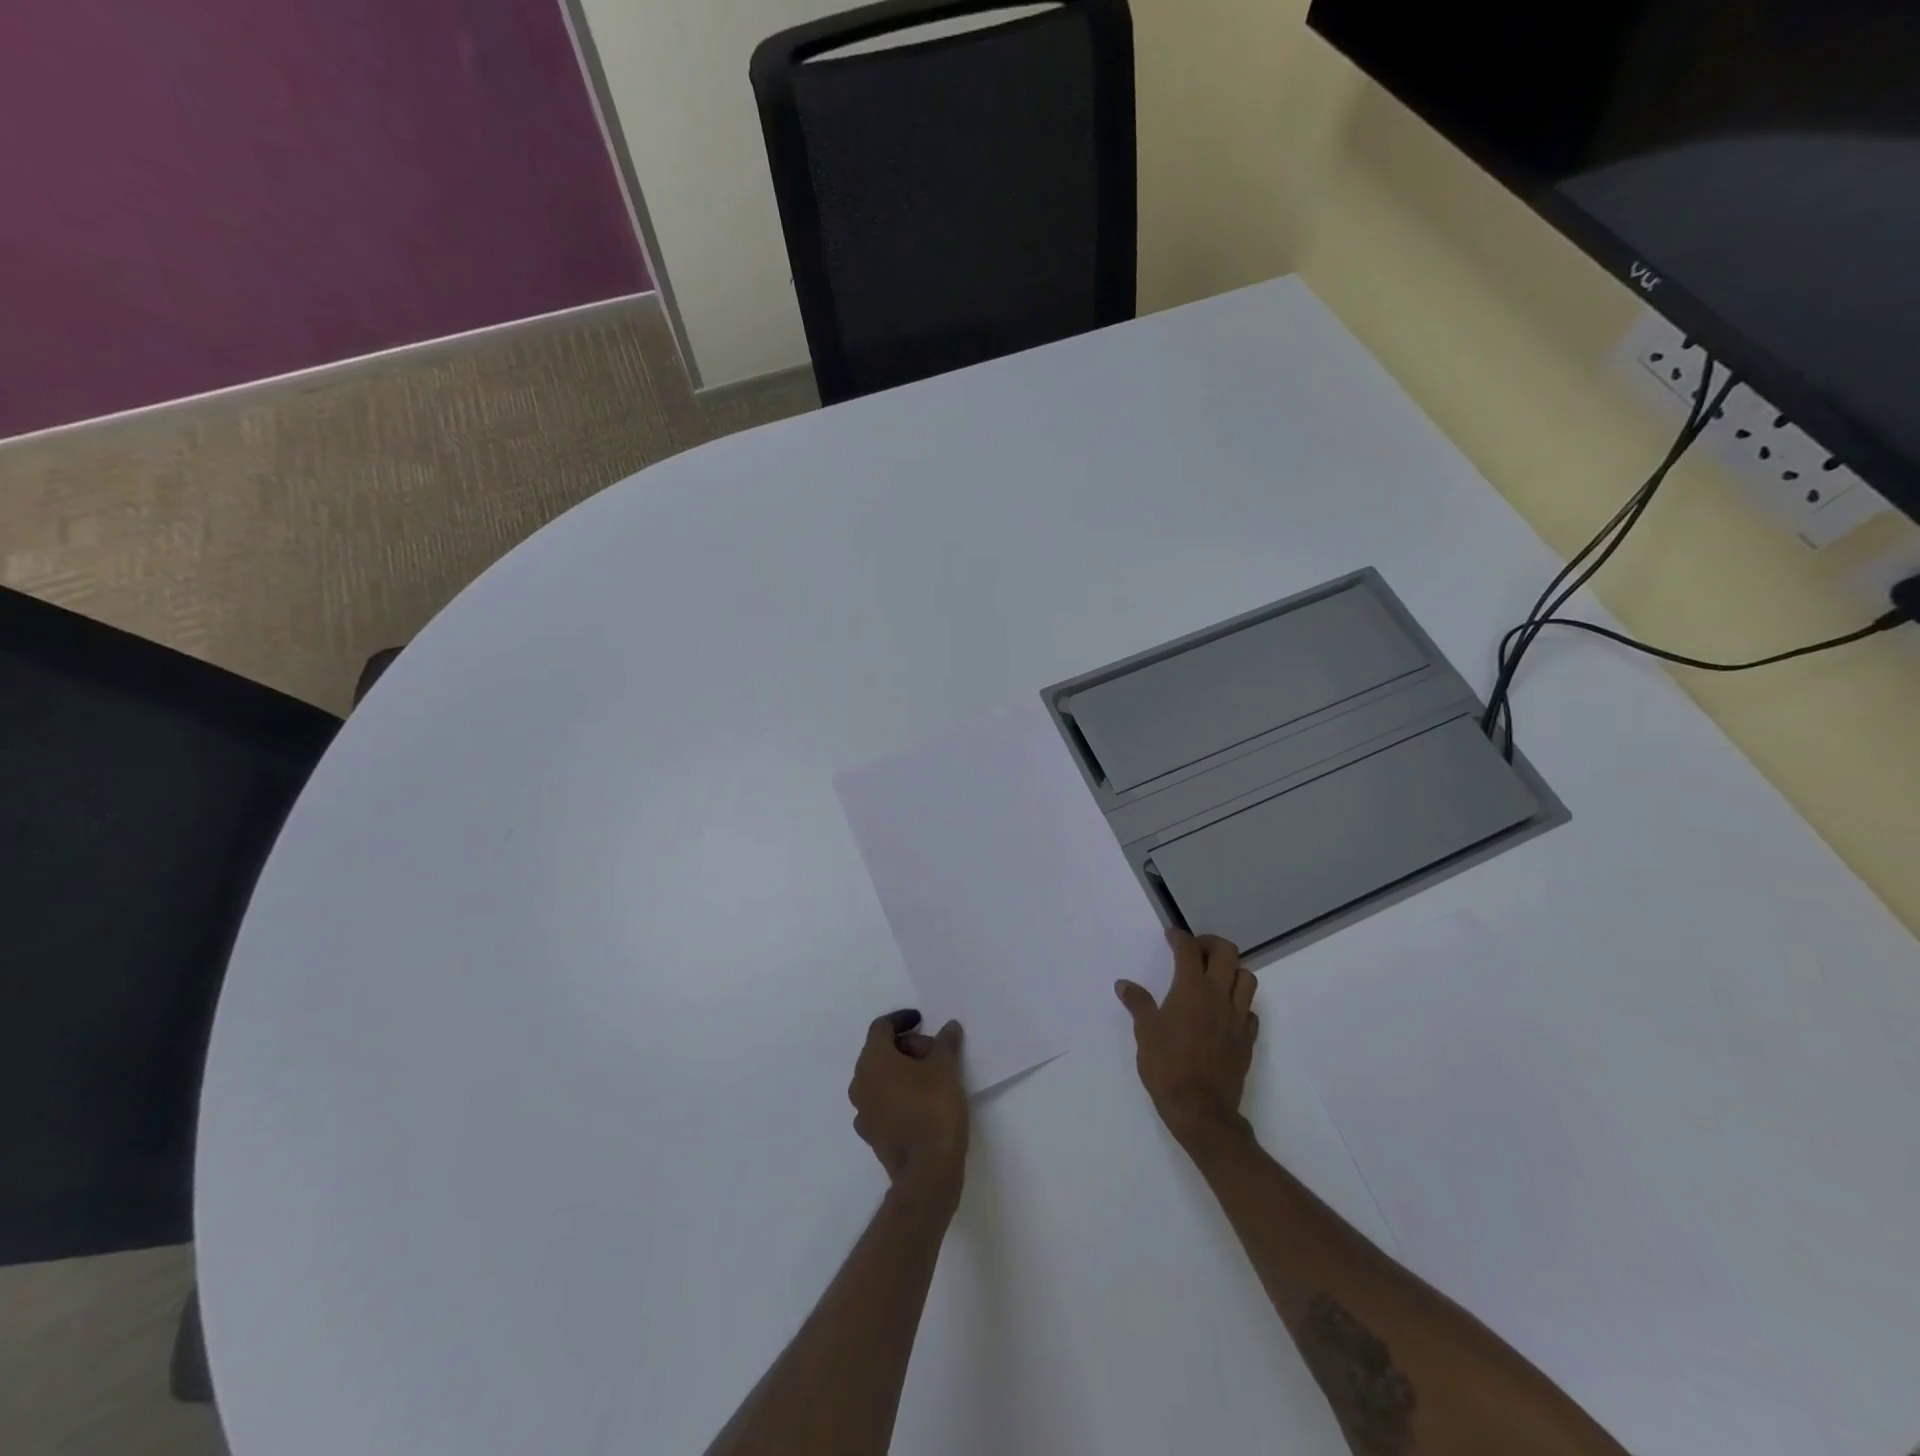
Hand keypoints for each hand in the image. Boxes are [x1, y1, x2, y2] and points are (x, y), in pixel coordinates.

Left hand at [849, 1010, 968, 1204]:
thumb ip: (946, 1042)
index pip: (881, 1027)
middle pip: (880, 1052)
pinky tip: (922, 1102)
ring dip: (903, 1071)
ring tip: (933, 1076)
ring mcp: (864, 1112)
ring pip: (881, 1078)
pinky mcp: (873, 1135)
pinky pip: (883, 1102)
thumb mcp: (946, 1068)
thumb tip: (949, 1027)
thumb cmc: (933, 1109)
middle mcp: (860, 1083)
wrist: (927, 1173)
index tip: (922, 1020)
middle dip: (907, 1046)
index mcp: (873, 1061)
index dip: (902, 1019)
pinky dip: (899, 1094)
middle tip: (935, 1052)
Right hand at [1116, 930, 1259, 1149]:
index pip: (1189, 950)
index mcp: (1191, 990)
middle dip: (1211, 944)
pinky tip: (1225, 1012)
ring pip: (1247, 978)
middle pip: (1227, 953)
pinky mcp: (1247, 1039)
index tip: (1171, 936)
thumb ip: (1138, 1004)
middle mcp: (1218, 996)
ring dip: (1232, 970)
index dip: (1179, 937)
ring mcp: (1237, 1017)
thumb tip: (1124, 984)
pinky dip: (1239, 1003)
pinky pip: (1250, 1010)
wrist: (1201, 1110)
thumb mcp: (1145, 1033)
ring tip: (1215, 977)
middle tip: (1195, 951)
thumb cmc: (1167, 1067)